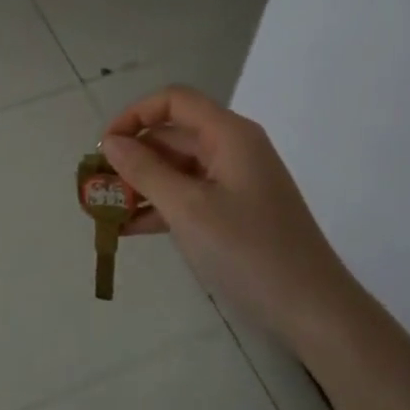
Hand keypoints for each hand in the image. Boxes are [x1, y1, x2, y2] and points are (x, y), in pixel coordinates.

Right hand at [101, 87, 353, 354]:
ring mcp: (237, 182)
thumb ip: (145, 171)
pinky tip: (130, 230)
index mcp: (229, 135)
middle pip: (174, 135)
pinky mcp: (236, 211)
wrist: (312, 309)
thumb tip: (111, 144)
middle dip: (133, 156)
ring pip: (179, 168)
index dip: (135, 115)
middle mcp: (234, 149)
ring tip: (106, 211)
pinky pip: (190, 196)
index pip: (174, 101)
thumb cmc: (249, 251)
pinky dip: (161, 206)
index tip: (105, 148)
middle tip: (97, 187)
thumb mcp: (188, 209)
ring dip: (142, 184)